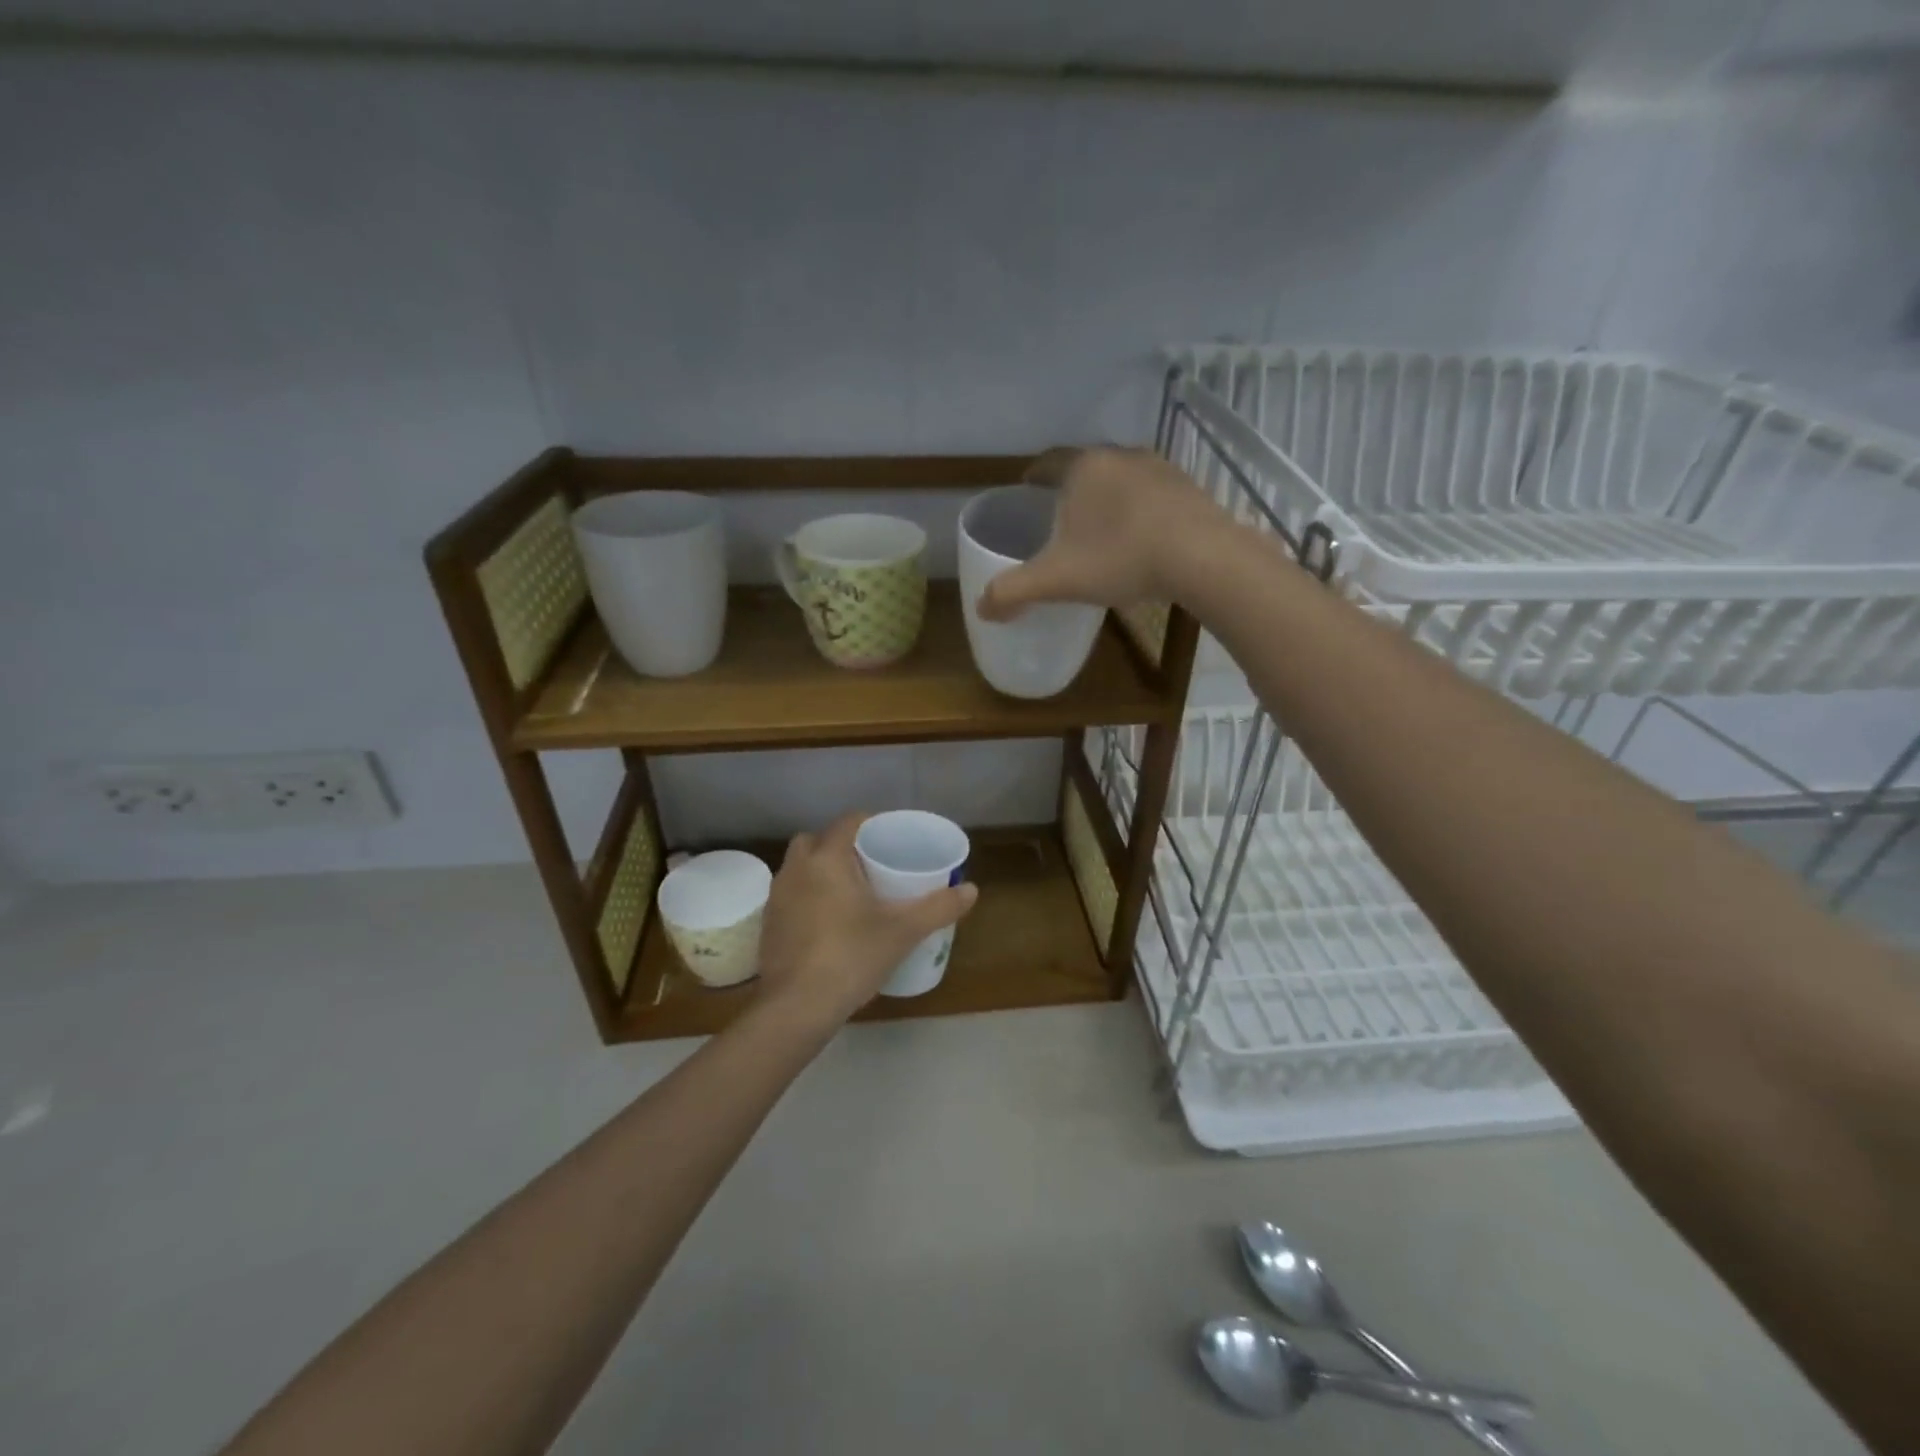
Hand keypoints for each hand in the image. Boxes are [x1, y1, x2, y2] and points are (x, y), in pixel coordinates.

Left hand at [754, 813, 977, 1027]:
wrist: (795, 1008)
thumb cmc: (850, 957)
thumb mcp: (903, 932)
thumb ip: (938, 907)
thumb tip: (972, 889)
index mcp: (826, 858)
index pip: (849, 821)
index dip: (872, 824)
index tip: (892, 839)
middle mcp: (796, 868)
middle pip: (818, 840)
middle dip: (842, 847)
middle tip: (871, 866)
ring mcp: (777, 897)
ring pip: (801, 868)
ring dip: (822, 872)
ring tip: (853, 894)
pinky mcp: (768, 924)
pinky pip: (792, 895)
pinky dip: (809, 898)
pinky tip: (830, 923)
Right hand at [976, 446, 1227, 620]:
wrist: (1202, 557)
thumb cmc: (1120, 558)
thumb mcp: (1057, 580)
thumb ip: (1014, 591)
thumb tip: (981, 608)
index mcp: (1083, 468)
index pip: (1047, 463)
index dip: (1033, 476)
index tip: (1026, 491)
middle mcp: (1121, 456)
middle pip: (1086, 469)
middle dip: (1071, 490)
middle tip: (1059, 518)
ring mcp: (1160, 469)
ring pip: (1121, 480)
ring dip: (1108, 499)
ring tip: (1100, 529)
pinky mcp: (1189, 489)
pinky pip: (1152, 496)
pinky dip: (1139, 512)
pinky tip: (1140, 538)